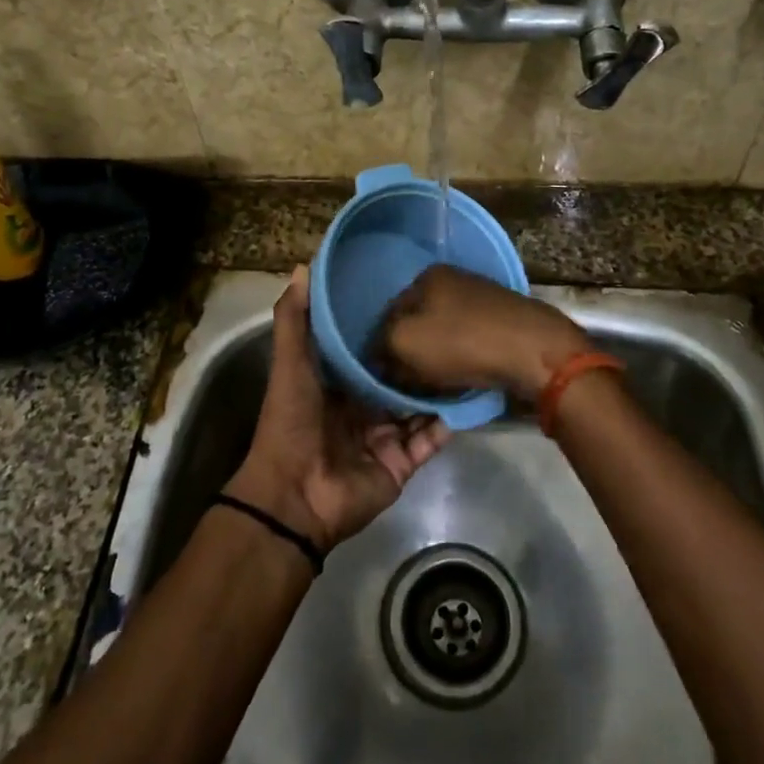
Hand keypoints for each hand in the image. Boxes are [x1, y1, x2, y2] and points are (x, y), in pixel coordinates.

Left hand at [226, 266, 449, 553]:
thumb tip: (303, 267)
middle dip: (420, 357)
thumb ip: (295, 319)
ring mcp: (385, 437)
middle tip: (453, 323)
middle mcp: (363, 407)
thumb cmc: (292, 421)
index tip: (414, 296)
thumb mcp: (291, 363)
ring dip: (440, 387)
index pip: (368, 349)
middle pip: (398, 377)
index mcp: (337, 383)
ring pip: (419, 406)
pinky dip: (448, 422)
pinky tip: (472, 396)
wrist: (295, 496)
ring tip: (471, 355)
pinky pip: (431, 439)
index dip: (387, 326)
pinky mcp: (402, 464)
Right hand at [375, 264, 590, 400]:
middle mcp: (453, 280)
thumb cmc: (462, 342)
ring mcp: (481, 299)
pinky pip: (468, 342)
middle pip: (417, 324)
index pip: (388, 315)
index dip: (381, 348)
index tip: (383, 378)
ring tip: (435, 387)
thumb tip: (378, 356)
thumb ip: (381, 346)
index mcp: (426, 277)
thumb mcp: (404, 342)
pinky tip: (463, 379)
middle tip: (408, 385)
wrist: (534, 351)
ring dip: (435, 361)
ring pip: (443, 335)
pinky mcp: (503, 320)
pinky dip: (461, 360)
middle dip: (409, 354)